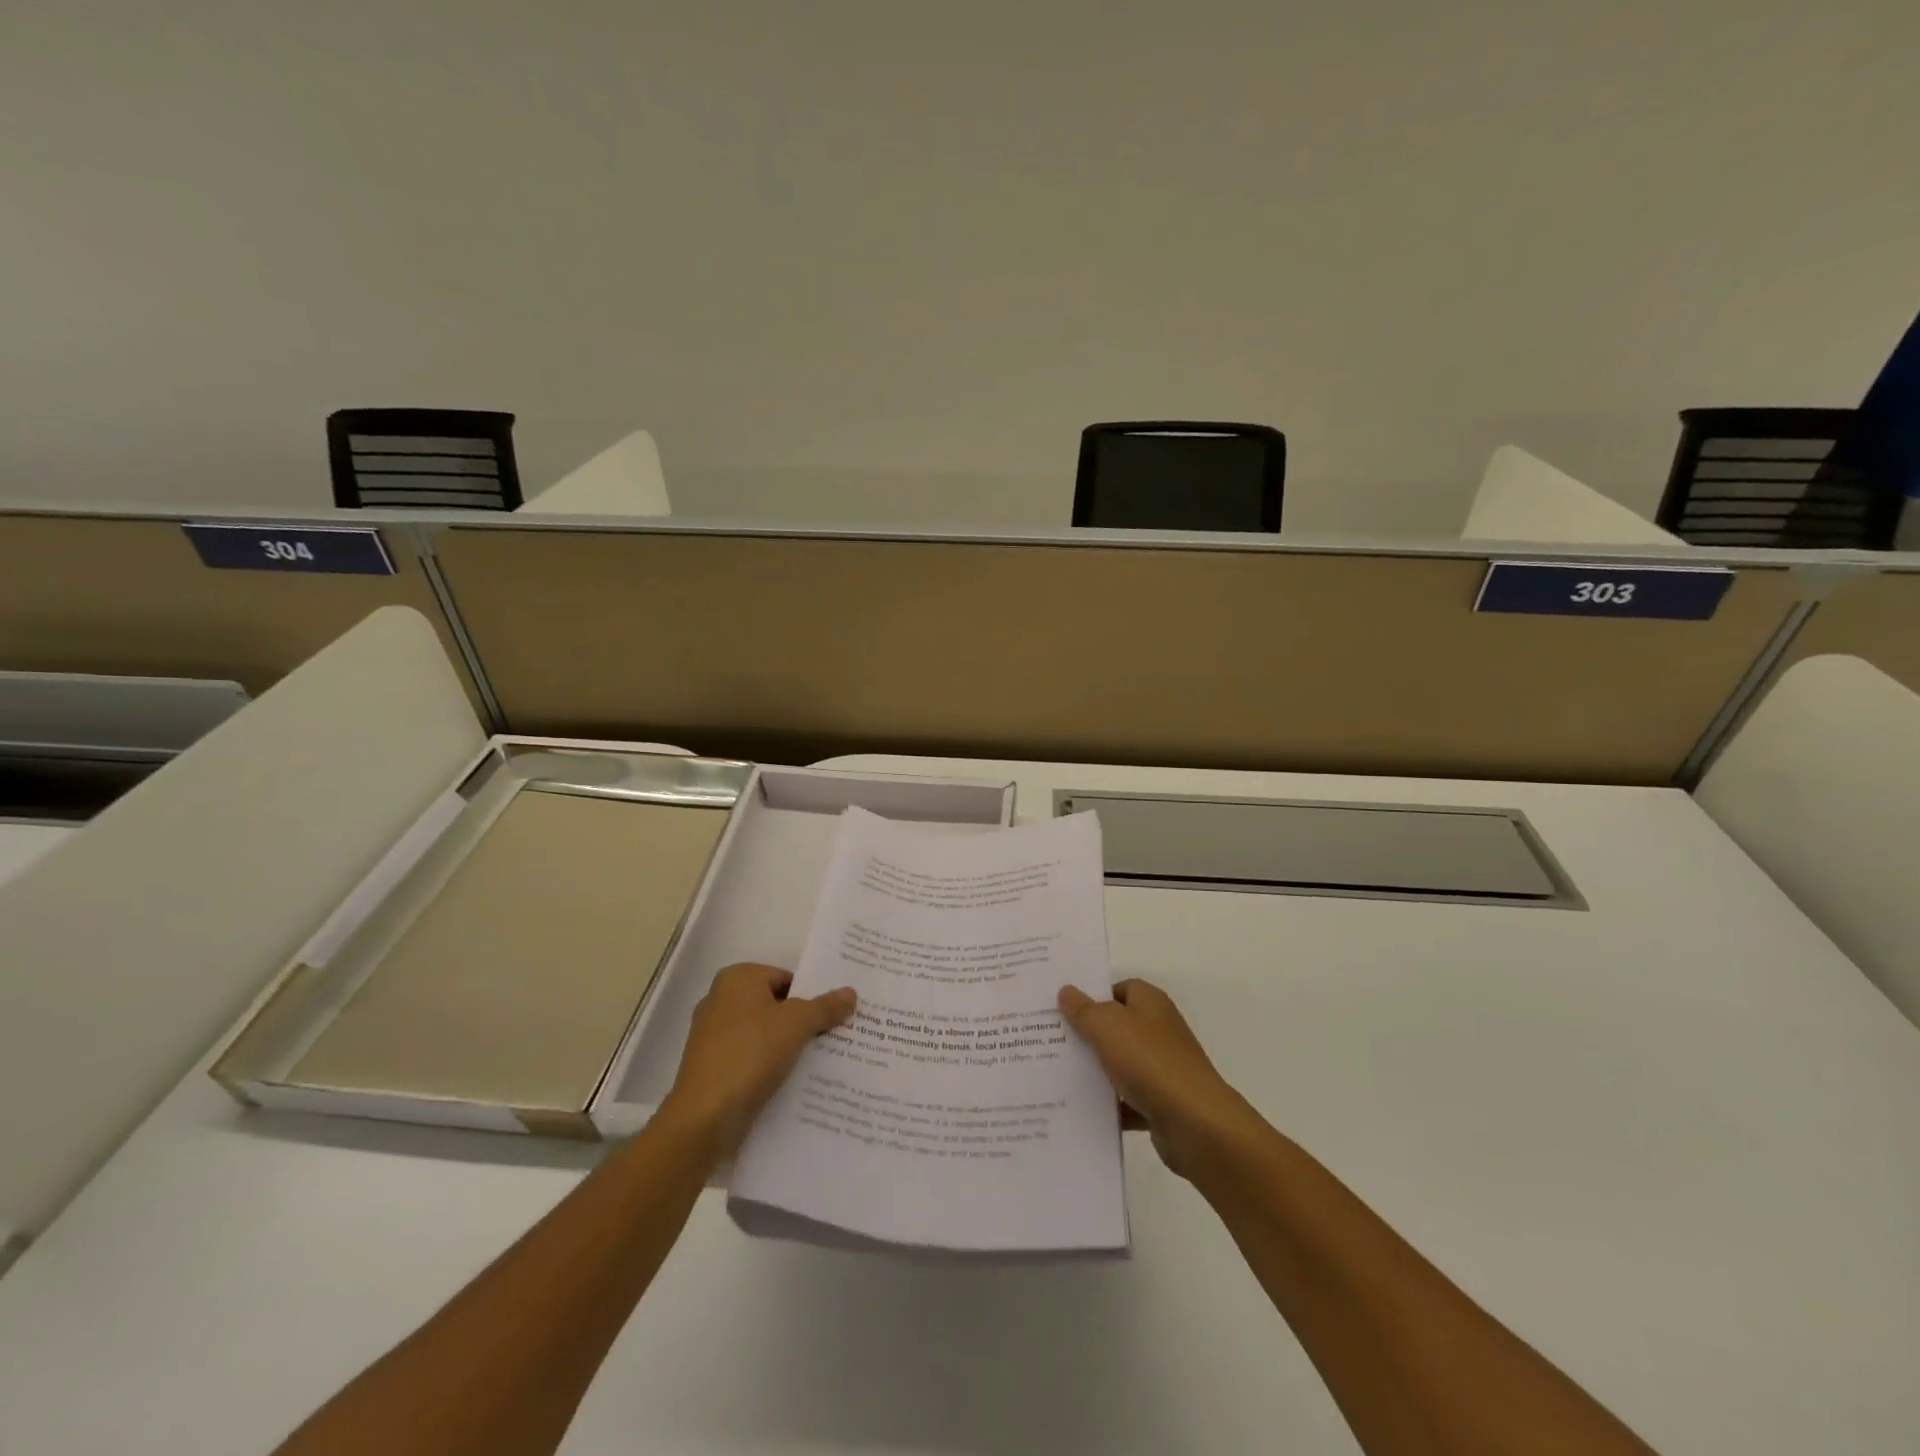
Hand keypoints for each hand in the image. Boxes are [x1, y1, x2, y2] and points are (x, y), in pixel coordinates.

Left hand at [661, 963, 855, 1158]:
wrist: (704, 1118)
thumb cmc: (750, 1054)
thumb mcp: (796, 1024)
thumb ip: (825, 1007)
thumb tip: (851, 992)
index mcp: (737, 978)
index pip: (787, 978)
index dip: (813, 995)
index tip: (837, 1014)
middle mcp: (721, 1000)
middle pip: (776, 1005)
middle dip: (804, 1021)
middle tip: (838, 1035)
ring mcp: (714, 1036)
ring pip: (765, 1034)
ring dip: (790, 1046)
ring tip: (824, 1060)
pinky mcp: (713, 1067)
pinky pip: (752, 1058)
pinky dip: (772, 1065)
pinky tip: (796, 1080)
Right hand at [1058, 978, 1258, 1178]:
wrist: (1195, 1123)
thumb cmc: (1149, 1061)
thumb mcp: (1107, 1026)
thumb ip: (1084, 1009)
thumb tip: (1067, 991)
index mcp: (1150, 1003)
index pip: (1119, 988)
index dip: (1092, 995)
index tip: (1061, 1007)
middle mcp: (1158, 1031)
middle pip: (1116, 1027)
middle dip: (1086, 1034)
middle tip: (1049, 1040)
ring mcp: (1161, 1069)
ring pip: (1119, 1065)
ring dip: (1095, 1072)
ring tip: (1055, 1075)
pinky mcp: (1160, 1104)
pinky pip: (1126, 1100)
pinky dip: (1108, 1105)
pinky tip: (1079, 1109)